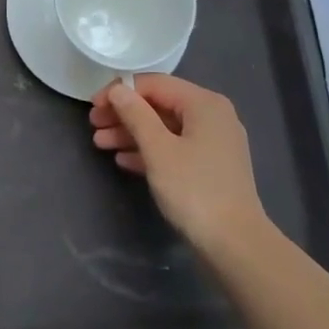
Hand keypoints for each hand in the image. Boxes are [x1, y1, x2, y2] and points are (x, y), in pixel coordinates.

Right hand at [90, 75, 266, 253]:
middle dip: (125, 114)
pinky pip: (175, 148)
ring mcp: (214, 143)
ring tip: (100, 144)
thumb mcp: (158, 149)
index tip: (93, 106)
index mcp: (204, 104)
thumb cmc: (194, 190)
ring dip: (132, 134)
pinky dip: (149, 151)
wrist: (234, 244)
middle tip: (94, 125)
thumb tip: (119, 89)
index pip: (156, 84)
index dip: (121, 91)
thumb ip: (136, 115)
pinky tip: (123, 161)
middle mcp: (213, 116)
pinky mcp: (211, 167)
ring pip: (166, 128)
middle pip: (160, 105)